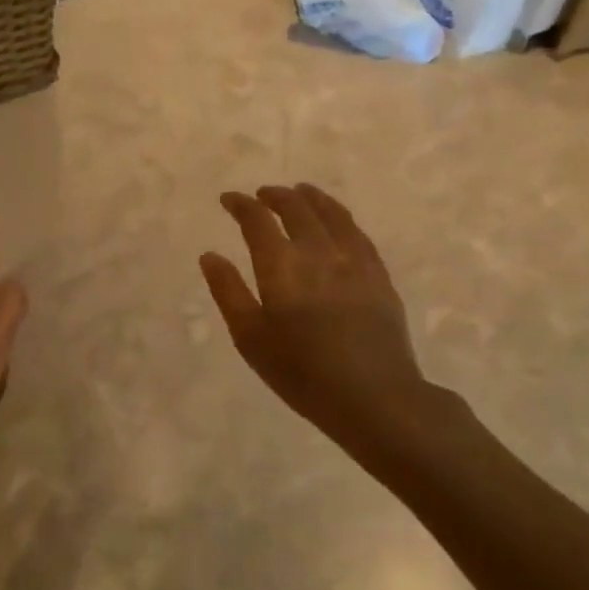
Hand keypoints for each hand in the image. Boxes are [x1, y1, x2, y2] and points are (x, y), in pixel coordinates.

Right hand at [200, 183, 442, 457]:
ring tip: (300, 192)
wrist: (374, 397)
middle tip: (262, 195)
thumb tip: (210, 255)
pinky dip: (340, 217)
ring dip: (311, 198)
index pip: (257, 220)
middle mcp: (318, 252)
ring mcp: (354, 260)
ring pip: (331, 214)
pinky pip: (357, 232)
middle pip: (296, 208)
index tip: (228, 200)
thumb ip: (228, 292)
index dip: (241, 205)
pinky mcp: (378, 275)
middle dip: (275, 195)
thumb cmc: (302, 373)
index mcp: (281, 266)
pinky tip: (337, 222)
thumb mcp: (250, 338)